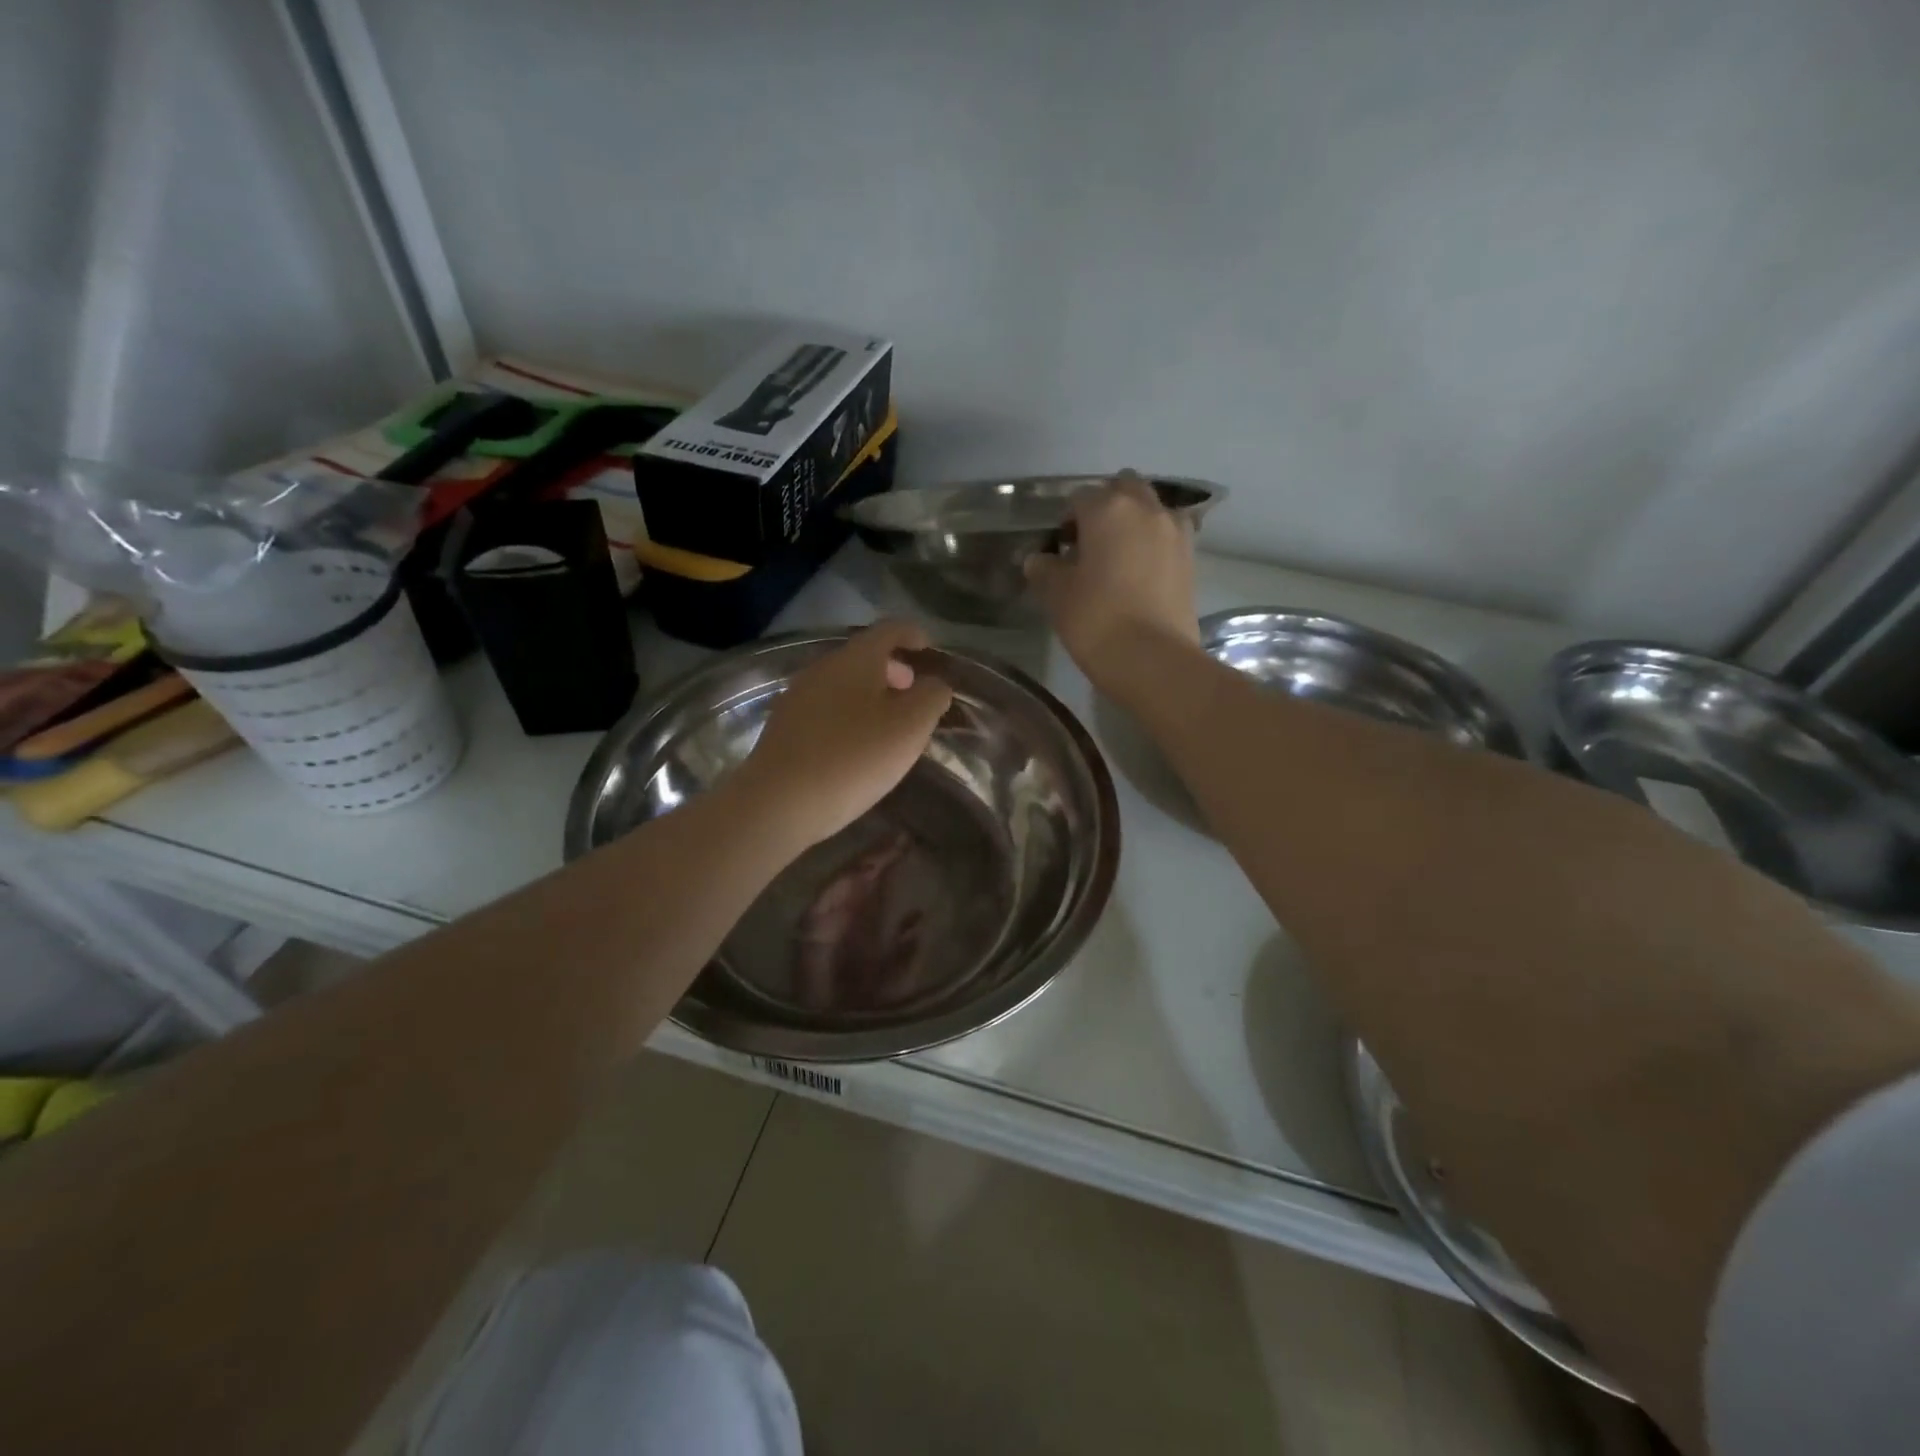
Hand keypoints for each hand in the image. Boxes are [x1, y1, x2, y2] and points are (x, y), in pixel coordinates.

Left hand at [730, 621, 953, 849]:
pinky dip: (848, 715)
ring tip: (888, 726)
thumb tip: (934, 684)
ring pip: (843, 684)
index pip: (889, 629)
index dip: (912, 634)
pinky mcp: (784, 727)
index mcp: (856, 659)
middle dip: (892, 669)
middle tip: (912, 694)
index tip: (928, 648)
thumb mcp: (911, 727)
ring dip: (870, 695)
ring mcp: (798, 696)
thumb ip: (931, 697)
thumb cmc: (854, 757)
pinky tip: (855, 747)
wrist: (778, 802)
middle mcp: (823, 668)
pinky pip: (825, 708)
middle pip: (863, 656)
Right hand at [1024, 470, 1198, 693]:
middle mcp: (1146, 508)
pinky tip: (1140, 572)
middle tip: (1090, 542)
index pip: (1079, 498)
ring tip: (1118, 556)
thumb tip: (1039, 559)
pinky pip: (1168, 535)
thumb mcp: (1056, 594)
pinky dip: (1153, 543)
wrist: (1151, 658)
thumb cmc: (1095, 619)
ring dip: (1134, 521)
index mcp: (1107, 508)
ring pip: (1150, 509)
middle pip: (1123, 489)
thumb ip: (1044, 569)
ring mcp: (1175, 531)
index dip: (1066, 521)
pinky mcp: (1191, 558)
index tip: (1059, 548)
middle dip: (1106, 507)